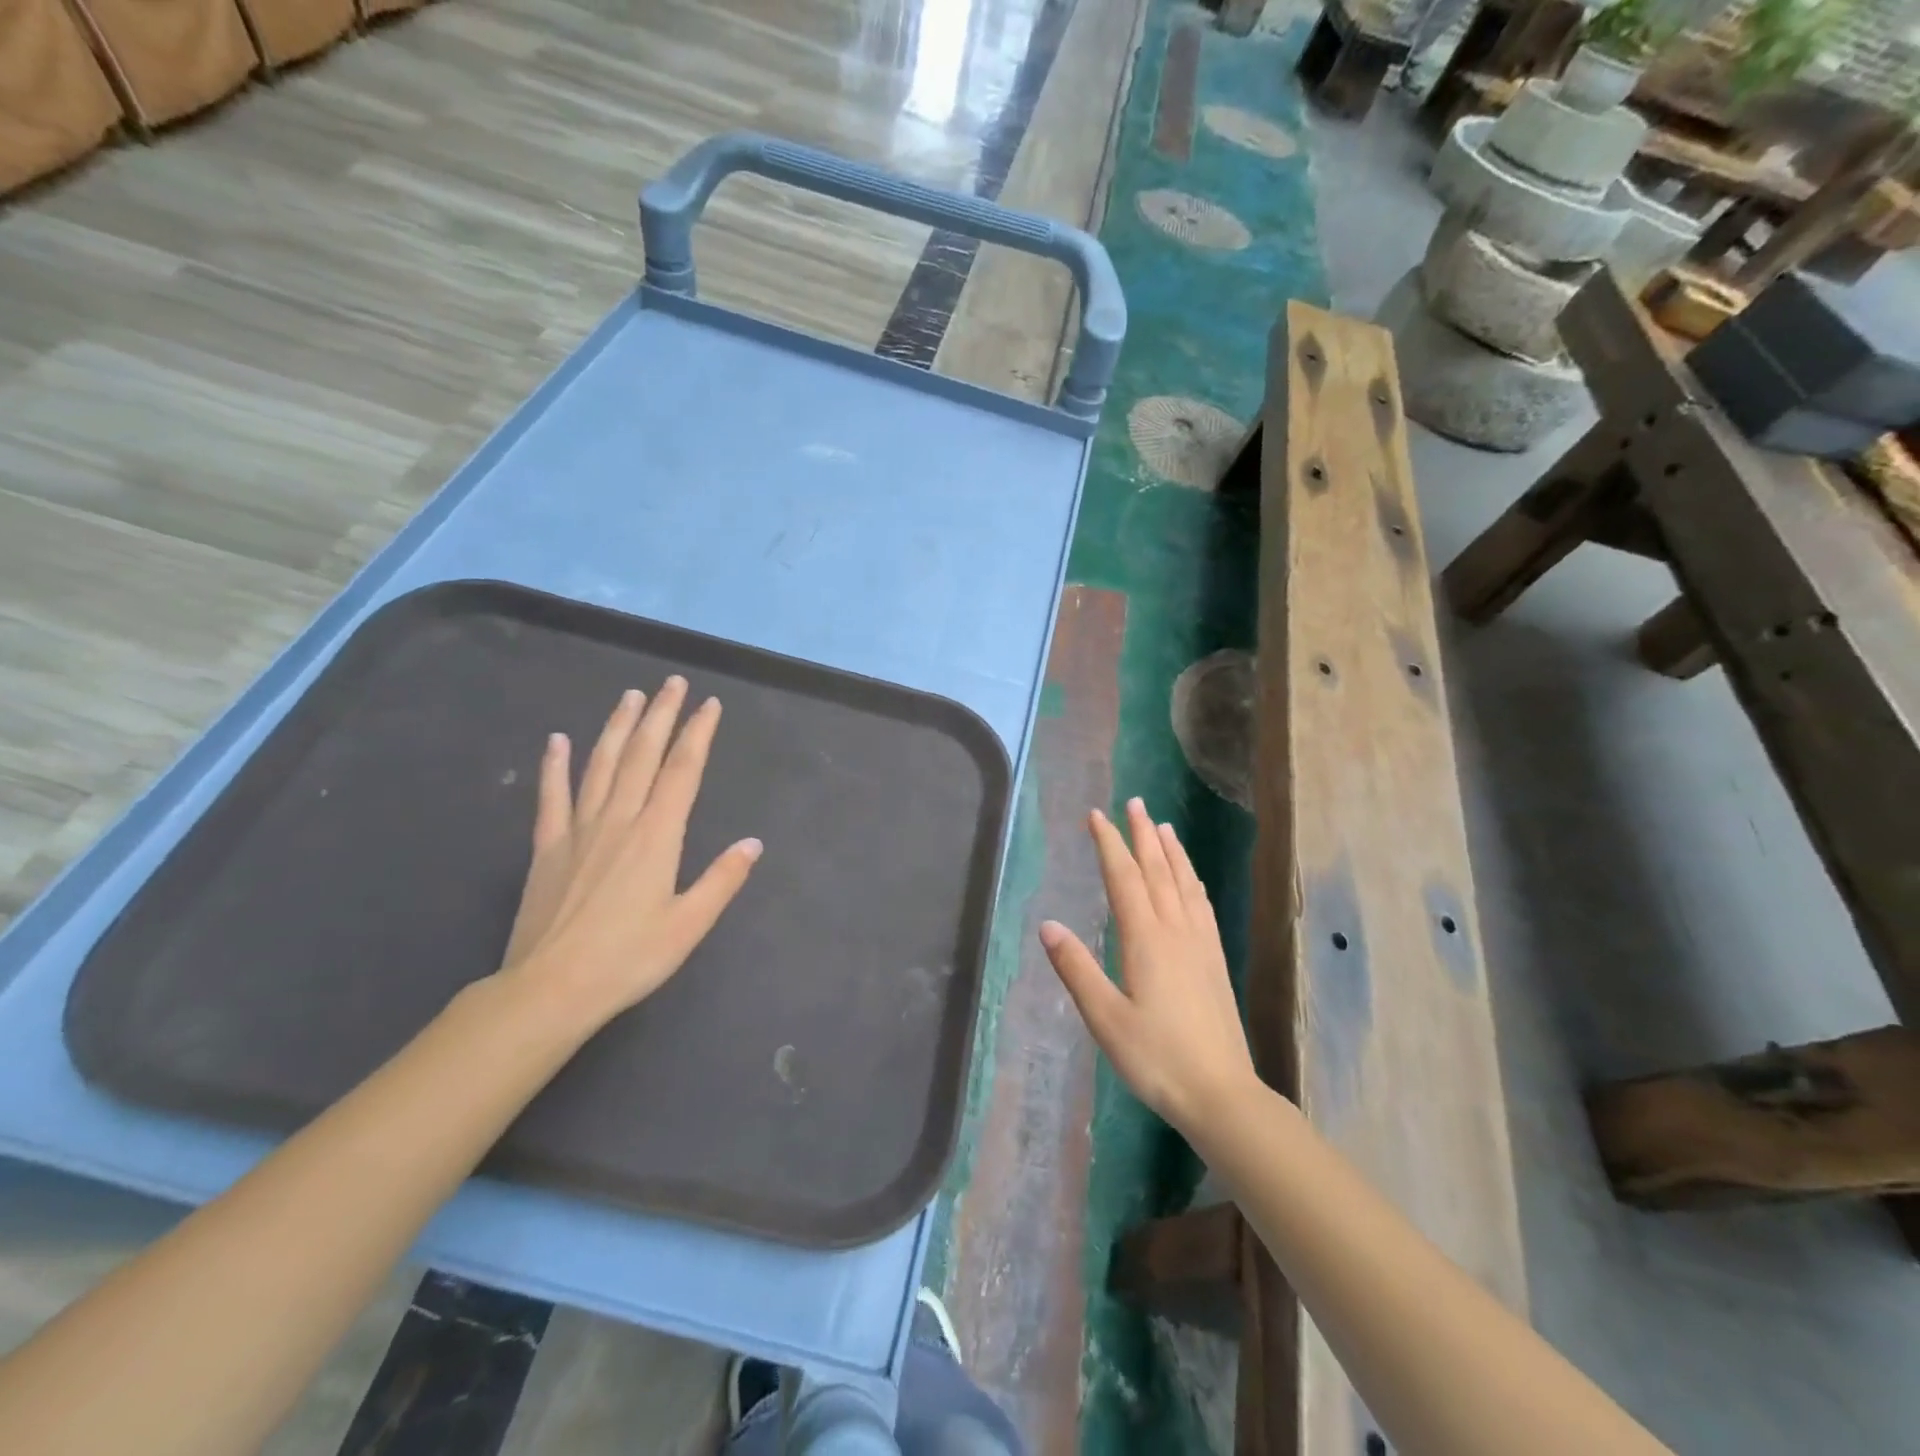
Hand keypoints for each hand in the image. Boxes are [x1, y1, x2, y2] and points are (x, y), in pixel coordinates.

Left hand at [499, 679, 761, 1028]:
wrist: (549, 989)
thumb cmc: (628, 959)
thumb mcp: (689, 925)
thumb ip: (722, 880)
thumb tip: (753, 843)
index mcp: (657, 836)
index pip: (682, 771)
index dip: (698, 734)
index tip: (710, 705)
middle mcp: (619, 820)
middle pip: (642, 756)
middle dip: (661, 716)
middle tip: (672, 683)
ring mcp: (578, 830)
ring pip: (601, 765)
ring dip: (617, 727)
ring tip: (631, 696)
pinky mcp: (547, 847)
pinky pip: (552, 796)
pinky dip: (556, 765)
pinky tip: (558, 740)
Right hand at [1039, 799, 1257, 1134]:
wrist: (1221, 1094)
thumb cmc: (1156, 1058)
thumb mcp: (1104, 1017)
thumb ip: (1076, 969)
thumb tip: (1047, 924)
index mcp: (1145, 939)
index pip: (1123, 877)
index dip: (1109, 843)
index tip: (1097, 815)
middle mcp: (1175, 931)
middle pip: (1157, 870)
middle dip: (1142, 834)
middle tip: (1134, 802)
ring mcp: (1200, 944)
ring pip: (1184, 883)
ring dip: (1171, 851)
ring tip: (1162, 826)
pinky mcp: (1215, 961)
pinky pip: (1202, 905)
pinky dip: (1192, 881)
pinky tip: (1191, 880)